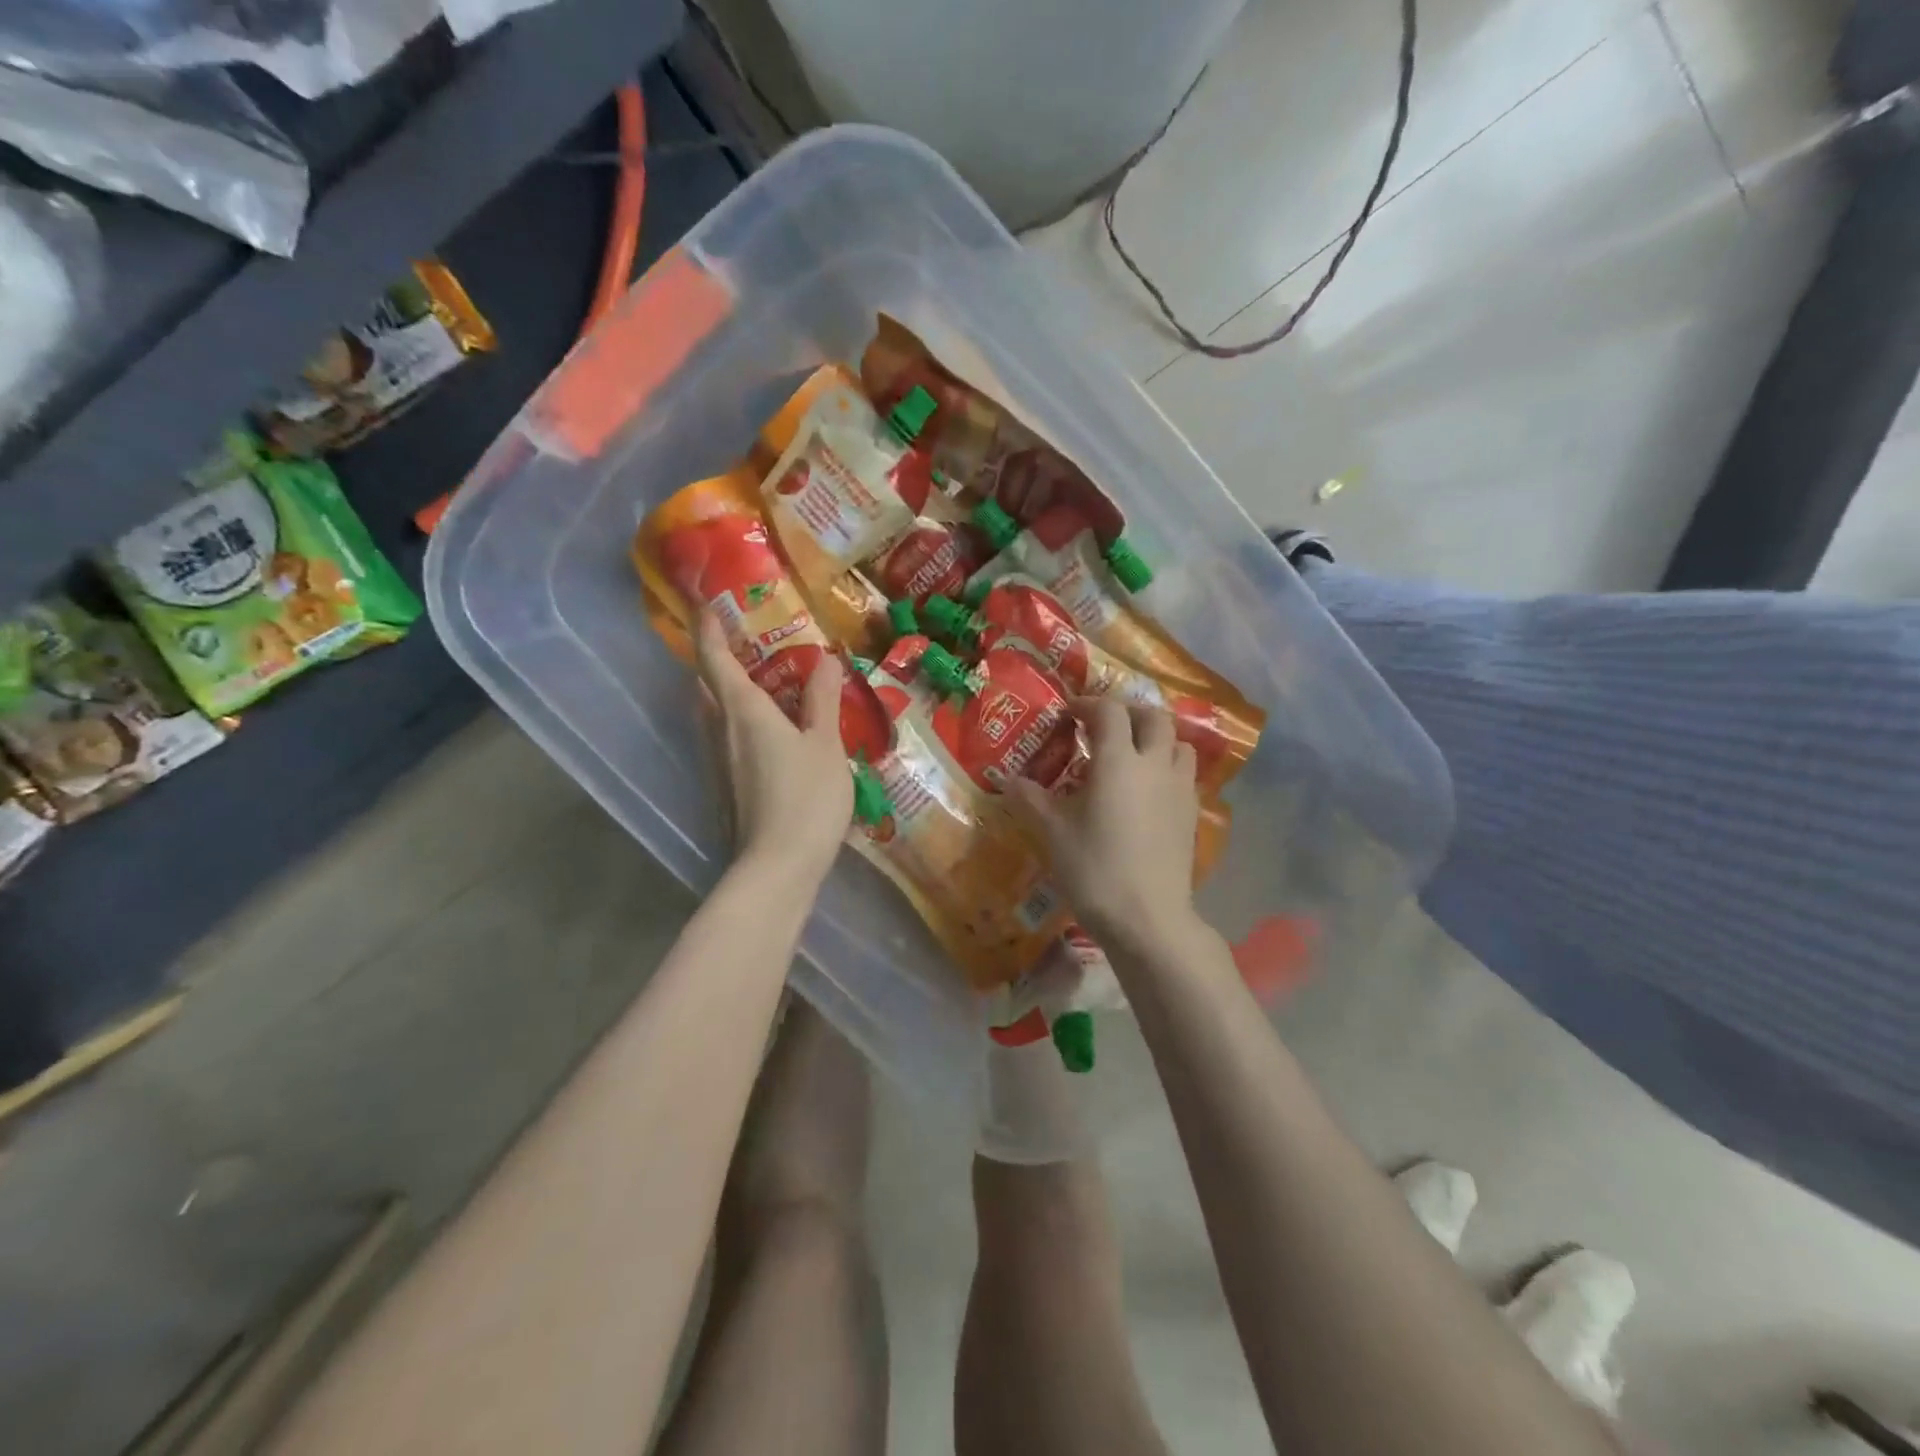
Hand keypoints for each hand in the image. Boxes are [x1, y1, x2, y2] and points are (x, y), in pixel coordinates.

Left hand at [696, 612, 852, 886]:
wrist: (777, 867)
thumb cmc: (806, 798)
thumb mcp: (825, 745)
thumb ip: (823, 701)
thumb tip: (824, 659)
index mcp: (744, 712)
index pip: (716, 660)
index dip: (709, 629)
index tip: (707, 603)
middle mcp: (721, 732)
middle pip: (707, 687)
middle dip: (716, 660)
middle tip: (742, 643)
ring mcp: (718, 765)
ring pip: (714, 716)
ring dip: (727, 694)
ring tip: (760, 684)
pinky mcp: (726, 790)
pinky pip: (726, 741)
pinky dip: (738, 724)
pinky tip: (767, 736)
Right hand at [1007, 697, 1199, 948]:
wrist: (1148, 918)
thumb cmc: (1094, 869)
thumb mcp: (1052, 833)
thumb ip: (1031, 800)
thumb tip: (1010, 781)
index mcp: (1118, 760)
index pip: (1109, 711)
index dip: (1088, 704)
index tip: (1068, 714)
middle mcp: (1154, 764)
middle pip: (1153, 716)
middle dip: (1128, 712)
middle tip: (1103, 726)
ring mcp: (1179, 789)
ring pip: (1177, 742)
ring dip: (1155, 737)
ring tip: (1131, 753)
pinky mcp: (1192, 814)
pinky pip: (1184, 773)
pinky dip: (1166, 766)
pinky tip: (1148, 791)